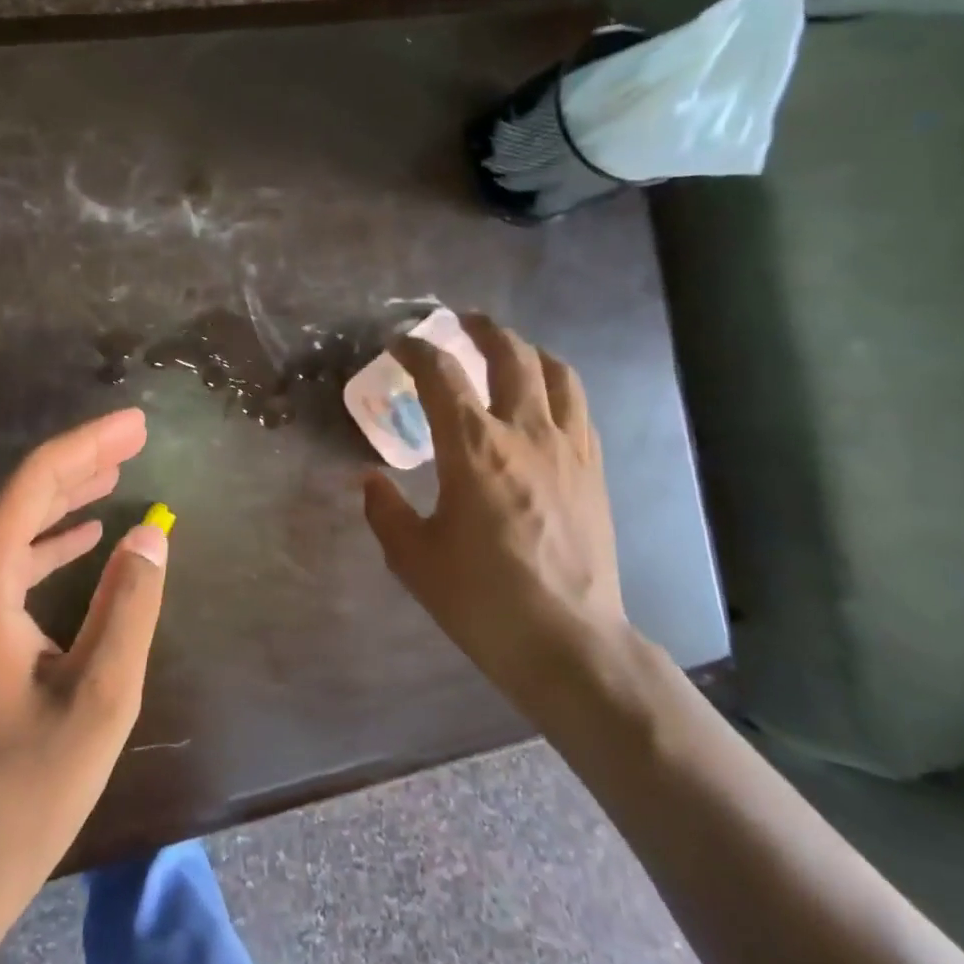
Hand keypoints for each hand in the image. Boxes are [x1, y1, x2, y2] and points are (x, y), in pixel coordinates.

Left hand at [0, 408, 167, 905]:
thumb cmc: (23, 788)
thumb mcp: (99, 697)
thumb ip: (129, 605)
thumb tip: (151, 533)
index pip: (33, 483)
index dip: (88, 444)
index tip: (135, 423)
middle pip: (18, 496)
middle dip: (79, 461)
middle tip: (134, 437)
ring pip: (10, 527)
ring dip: (64, 497)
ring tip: (116, 473)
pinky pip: (4, 563)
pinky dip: (47, 540)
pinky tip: (83, 538)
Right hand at [361, 314, 631, 719]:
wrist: (566, 640)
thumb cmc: (481, 598)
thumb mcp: (413, 558)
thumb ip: (385, 510)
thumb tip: (370, 480)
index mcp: (472, 446)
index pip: (440, 375)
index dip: (415, 350)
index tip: (399, 344)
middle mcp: (523, 432)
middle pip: (509, 354)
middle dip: (480, 329)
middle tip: (459, 323)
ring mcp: (567, 447)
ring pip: (555, 372)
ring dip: (527, 349)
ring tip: (509, 349)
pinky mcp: (593, 470)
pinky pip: (579, 407)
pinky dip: (557, 386)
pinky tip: (545, 400)